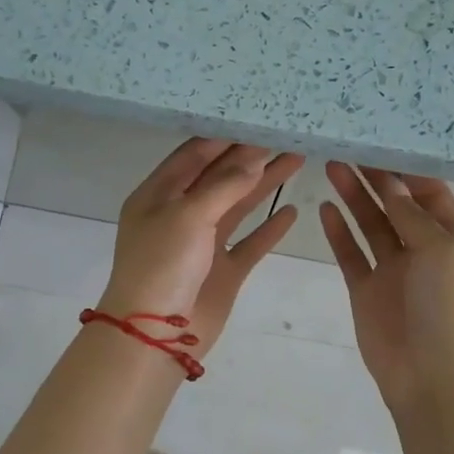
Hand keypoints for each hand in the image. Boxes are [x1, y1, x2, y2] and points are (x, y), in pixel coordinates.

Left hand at [100, 139, 303, 357]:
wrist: (155, 334)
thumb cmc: (162, 265)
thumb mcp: (188, 215)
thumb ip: (224, 185)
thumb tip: (254, 158)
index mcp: (159, 195)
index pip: (194, 155)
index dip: (225, 138)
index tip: (258, 119)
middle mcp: (180, 214)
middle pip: (219, 177)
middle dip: (251, 156)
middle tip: (286, 135)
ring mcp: (203, 244)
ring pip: (238, 206)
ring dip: (264, 184)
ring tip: (297, 159)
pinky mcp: (223, 270)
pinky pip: (250, 243)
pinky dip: (269, 228)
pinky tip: (290, 211)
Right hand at [321, 163, 453, 412]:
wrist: (432, 378)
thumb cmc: (451, 310)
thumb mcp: (445, 252)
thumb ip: (415, 217)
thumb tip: (393, 185)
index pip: (432, 195)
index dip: (407, 171)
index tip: (381, 143)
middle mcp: (425, 252)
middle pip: (397, 206)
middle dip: (376, 178)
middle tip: (349, 148)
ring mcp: (394, 272)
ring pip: (371, 225)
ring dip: (354, 197)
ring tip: (332, 166)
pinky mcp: (365, 291)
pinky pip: (350, 254)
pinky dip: (339, 232)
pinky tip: (325, 208)